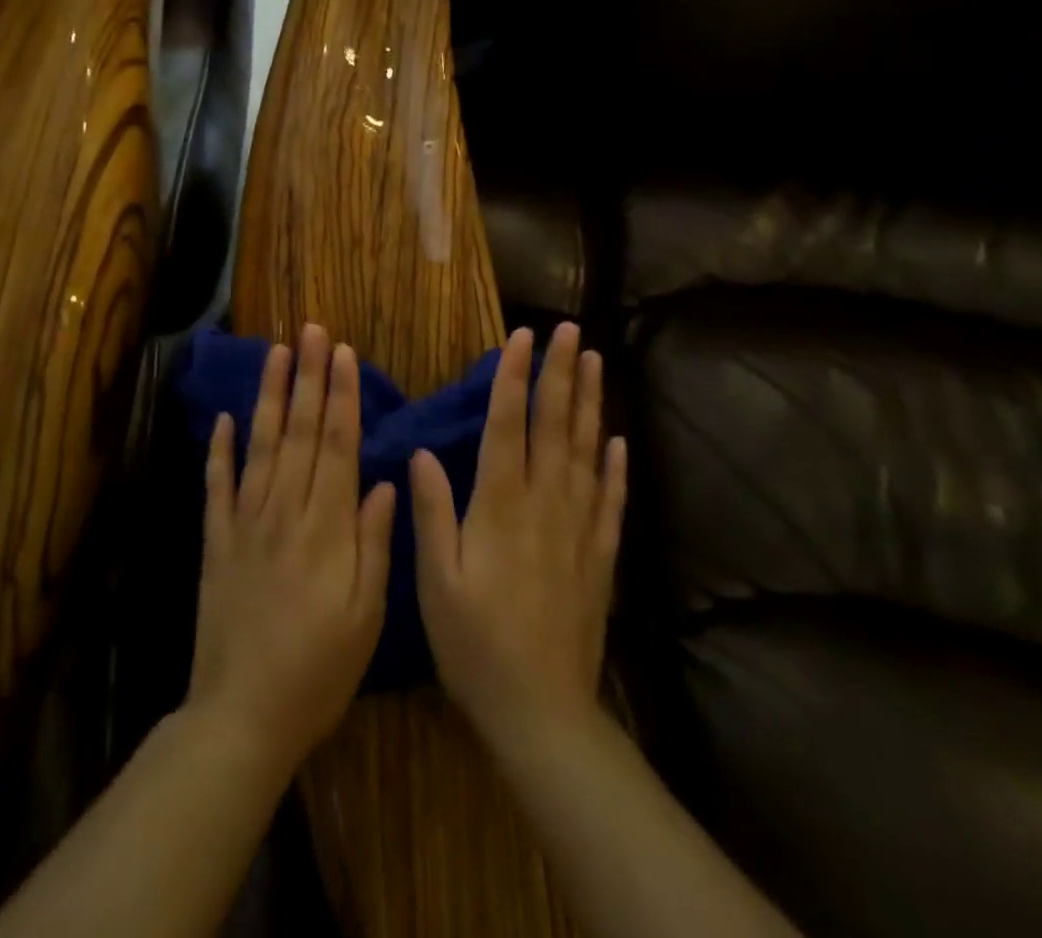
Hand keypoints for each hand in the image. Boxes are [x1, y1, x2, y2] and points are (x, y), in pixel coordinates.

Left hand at [186, 324, 397, 772]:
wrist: (242, 715)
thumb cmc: (319, 669)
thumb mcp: (367, 614)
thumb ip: (375, 541)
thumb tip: (385, 480)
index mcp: (327, 526)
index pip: (338, 445)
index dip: (341, 395)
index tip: (342, 353)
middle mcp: (285, 511)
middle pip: (300, 432)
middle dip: (307, 377)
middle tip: (310, 331)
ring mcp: (246, 523)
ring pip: (260, 446)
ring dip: (269, 397)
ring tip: (274, 353)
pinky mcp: (216, 543)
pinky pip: (217, 487)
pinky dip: (219, 450)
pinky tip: (222, 418)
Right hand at [410, 322, 627, 750]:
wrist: (541, 711)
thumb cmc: (475, 644)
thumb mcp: (435, 581)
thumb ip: (432, 512)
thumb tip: (423, 451)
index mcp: (501, 505)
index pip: (509, 424)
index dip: (514, 376)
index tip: (522, 336)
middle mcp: (544, 504)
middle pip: (554, 425)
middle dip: (560, 373)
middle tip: (570, 330)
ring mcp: (578, 528)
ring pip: (585, 451)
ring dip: (590, 404)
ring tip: (594, 362)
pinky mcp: (599, 556)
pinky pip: (610, 500)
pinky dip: (615, 467)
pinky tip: (618, 441)